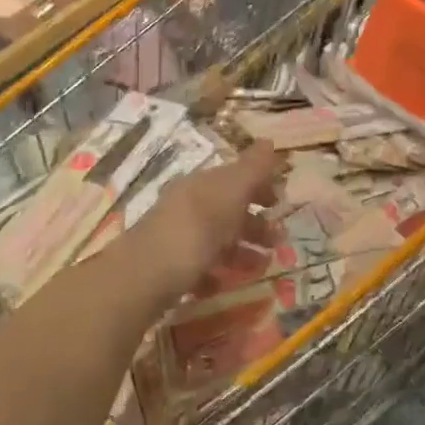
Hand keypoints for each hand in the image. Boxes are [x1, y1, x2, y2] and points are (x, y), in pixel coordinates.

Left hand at [131, 141, 282, 297]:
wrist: (143, 276)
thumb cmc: (195, 229)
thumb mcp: (230, 192)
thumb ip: (252, 169)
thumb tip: (269, 140)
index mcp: (202, 184)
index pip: (235, 177)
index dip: (260, 186)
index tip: (281, 202)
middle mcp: (188, 206)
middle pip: (228, 210)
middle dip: (256, 224)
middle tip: (279, 241)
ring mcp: (176, 238)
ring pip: (216, 240)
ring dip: (242, 251)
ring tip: (261, 267)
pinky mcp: (169, 269)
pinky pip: (199, 268)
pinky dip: (216, 274)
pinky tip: (224, 284)